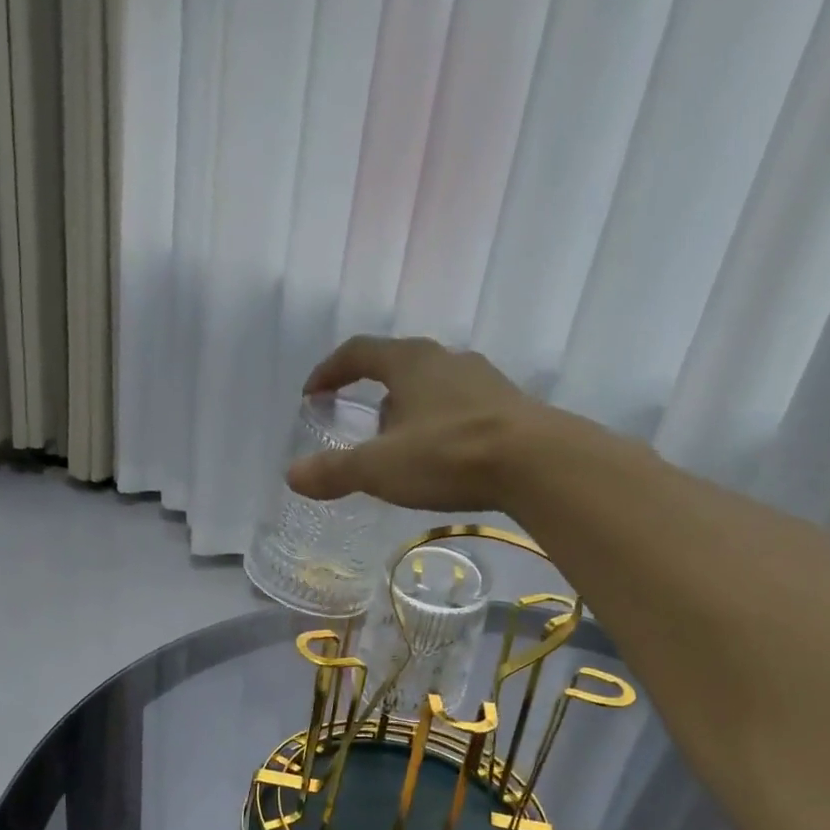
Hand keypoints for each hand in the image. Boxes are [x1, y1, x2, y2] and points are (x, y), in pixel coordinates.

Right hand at [287, 335, 566, 511]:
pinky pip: (462, 410)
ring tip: (403, 450)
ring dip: (411, 413)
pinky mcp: (509, 407)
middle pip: (399, 368)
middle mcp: (447, 360)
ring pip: (434, 389)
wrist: (537, 463)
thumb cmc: (449, 455)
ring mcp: (483, 381)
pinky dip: (441, 428)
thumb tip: (292, 476)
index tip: (312, 393)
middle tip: (361, 429)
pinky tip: (444, 459)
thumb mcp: (381, 468)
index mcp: (409, 362)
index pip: (359, 352)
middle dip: (374, 396)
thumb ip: (334, 472)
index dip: (330, 371)